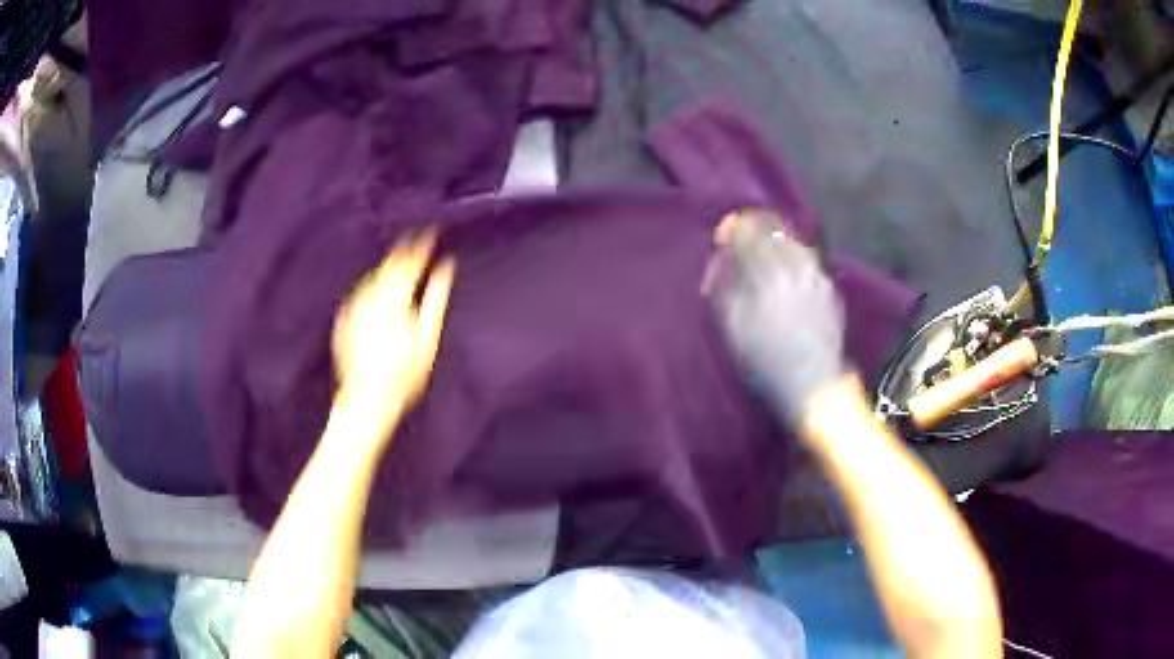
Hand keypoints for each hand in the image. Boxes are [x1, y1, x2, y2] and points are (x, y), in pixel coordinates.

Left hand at [332, 230, 455, 437]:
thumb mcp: (428, 336)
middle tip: (418, 244)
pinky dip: (373, 287)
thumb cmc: (405, 373)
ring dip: (388, 269)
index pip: (410, 258)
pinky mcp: (344, 316)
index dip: (423, 242)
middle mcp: (370, 292)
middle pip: (389, 263)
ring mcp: (353, 304)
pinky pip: (361, 291)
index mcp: (395, 294)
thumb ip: (437, 296)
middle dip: (404, 251)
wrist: (366, 399)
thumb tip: (447, 265)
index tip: (433, 230)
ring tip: (401, 268)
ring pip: (374, 276)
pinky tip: (381, 294)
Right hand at [705, 210, 845, 424]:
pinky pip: (808, 260)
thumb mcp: (733, 326)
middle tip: (741, 246)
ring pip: (793, 241)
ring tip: (763, 262)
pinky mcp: (829, 288)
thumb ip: (724, 284)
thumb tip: (721, 256)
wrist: (814, 387)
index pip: (748, 229)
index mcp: (768, 272)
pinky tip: (785, 278)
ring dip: (775, 243)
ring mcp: (816, 275)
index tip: (723, 237)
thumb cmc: (766, 363)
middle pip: (774, 228)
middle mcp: (795, 265)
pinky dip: (792, 259)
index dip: (732, 227)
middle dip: (754, 231)